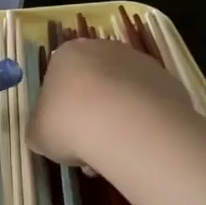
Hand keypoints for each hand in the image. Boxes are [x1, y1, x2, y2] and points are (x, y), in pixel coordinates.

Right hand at [30, 37, 196, 170]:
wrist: (127, 126)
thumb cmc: (69, 124)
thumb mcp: (38, 135)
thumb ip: (40, 129)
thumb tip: (47, 133)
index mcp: (67, 54)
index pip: (59, 80)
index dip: (60, 112)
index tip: (64, 137)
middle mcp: (104, 49)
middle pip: (94, 85)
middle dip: (91, 116)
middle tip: (89, 150)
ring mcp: (140, 62)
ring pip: (123, 96)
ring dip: (117, 122)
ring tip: (115, 156)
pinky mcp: (168, 80)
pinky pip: (149, 105)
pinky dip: (143, 124)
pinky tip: (138, 147)